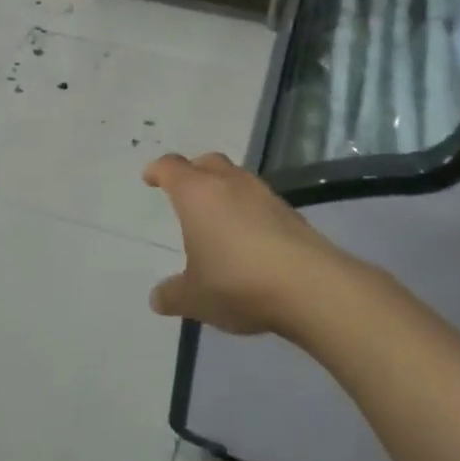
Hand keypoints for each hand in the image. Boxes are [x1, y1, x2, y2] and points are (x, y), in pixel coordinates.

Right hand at [142, 152, 344, 336]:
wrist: (310, 287)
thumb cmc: (237, 282)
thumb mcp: (195, 297)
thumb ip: (172, 295)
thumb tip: (157, 298)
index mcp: (197, 194)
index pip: (171, 168)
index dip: (158, 171)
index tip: (150, 177)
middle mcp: (230, 183)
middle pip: (207, 162)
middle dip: (193, 171)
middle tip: (185, 190)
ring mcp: (264, 195)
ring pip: (237, 179)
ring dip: (224, 190)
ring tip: (218, 217)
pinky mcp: (291, 213)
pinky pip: (260, 201)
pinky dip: (249, 211)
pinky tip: (249, 238)